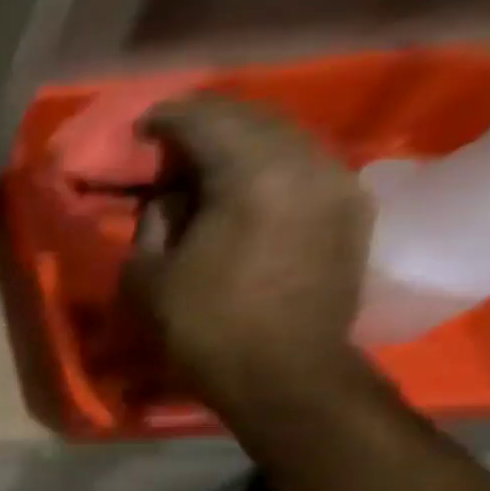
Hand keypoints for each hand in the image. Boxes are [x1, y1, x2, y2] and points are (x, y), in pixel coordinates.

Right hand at [128, 95, 373, 409]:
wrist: (282, 372)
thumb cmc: (201, 326)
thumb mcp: (147, 274)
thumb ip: (155, 219)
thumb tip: (170, 194)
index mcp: (252, 176)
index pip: (208, 121)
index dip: (168, 118)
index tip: (140, 127)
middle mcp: (306, 163)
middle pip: (254, 118)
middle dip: (207, 122)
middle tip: (168, 138)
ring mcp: (338, 183)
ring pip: (285, 137)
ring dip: (241, 140)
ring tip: (202, 160)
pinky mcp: (349, 208)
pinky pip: (304, 163)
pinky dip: (268, 162)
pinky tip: (241, 183)